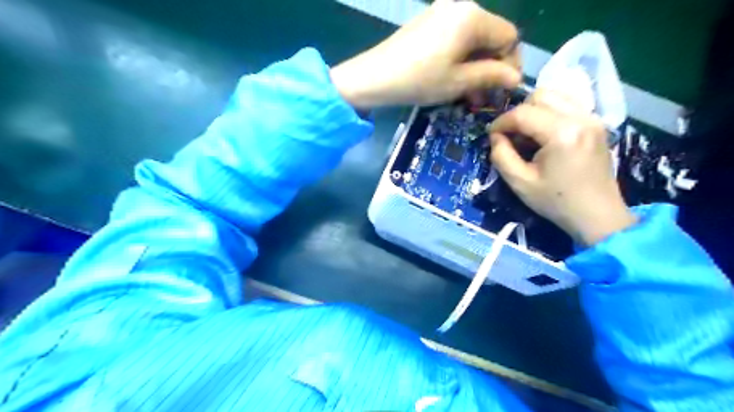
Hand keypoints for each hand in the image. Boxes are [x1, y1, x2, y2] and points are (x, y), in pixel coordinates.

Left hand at [330, 1, 517, 108]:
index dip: (511, 64)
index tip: (504, 89)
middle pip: (490, 36)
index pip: (509, 36)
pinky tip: (453, 80)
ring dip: (475, 67)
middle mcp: (459, 6)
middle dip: (491, 68)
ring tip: (469, 95)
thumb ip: (492, 76)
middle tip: (485, 97)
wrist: (373, 77)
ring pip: (471, 40)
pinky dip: (459, 59)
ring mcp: (440, 12)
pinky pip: (454, 38)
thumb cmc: (419, 80)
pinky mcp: (426, 22)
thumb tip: (517, 77)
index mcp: (472, 17)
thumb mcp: (460, 82)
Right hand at [493, 90, 637, 243]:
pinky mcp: (596, 123)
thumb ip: (501, 155)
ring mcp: (592, 118)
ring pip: (555, 95)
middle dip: (518, 113)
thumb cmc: (556, 201)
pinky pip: (568, 104)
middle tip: (510, 135)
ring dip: (534, 110)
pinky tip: (544, 133)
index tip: (491, 135)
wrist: (597, 215)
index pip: (522, 113)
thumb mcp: (519, 182)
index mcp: (562, 133)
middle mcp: (580, 117)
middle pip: (539, 96)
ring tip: (526, 133)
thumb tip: (496, 136)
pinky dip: (550, 112)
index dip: (501, 122)